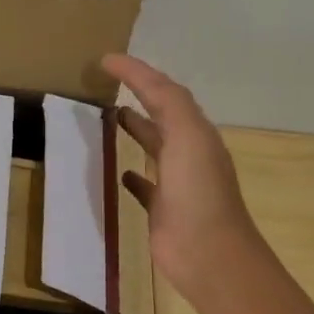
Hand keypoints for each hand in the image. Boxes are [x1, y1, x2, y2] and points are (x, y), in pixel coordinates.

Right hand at [104, 54, 262, 301]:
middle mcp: (189, 154)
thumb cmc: (198, 191)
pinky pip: (145, 186)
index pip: (165, 92)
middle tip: (106, 87)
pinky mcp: (162, 209)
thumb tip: (131, 70)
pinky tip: (118, 171)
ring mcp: (176, 183)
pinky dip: (132, 175)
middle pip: (162, 117)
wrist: (208, 254)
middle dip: (139, 97)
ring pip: (154, 148)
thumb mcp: (187, 135)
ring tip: (109, 120)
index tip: (105, 60)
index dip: (137, 73)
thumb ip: (165, 101)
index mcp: (196, 133)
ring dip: (136, 131)